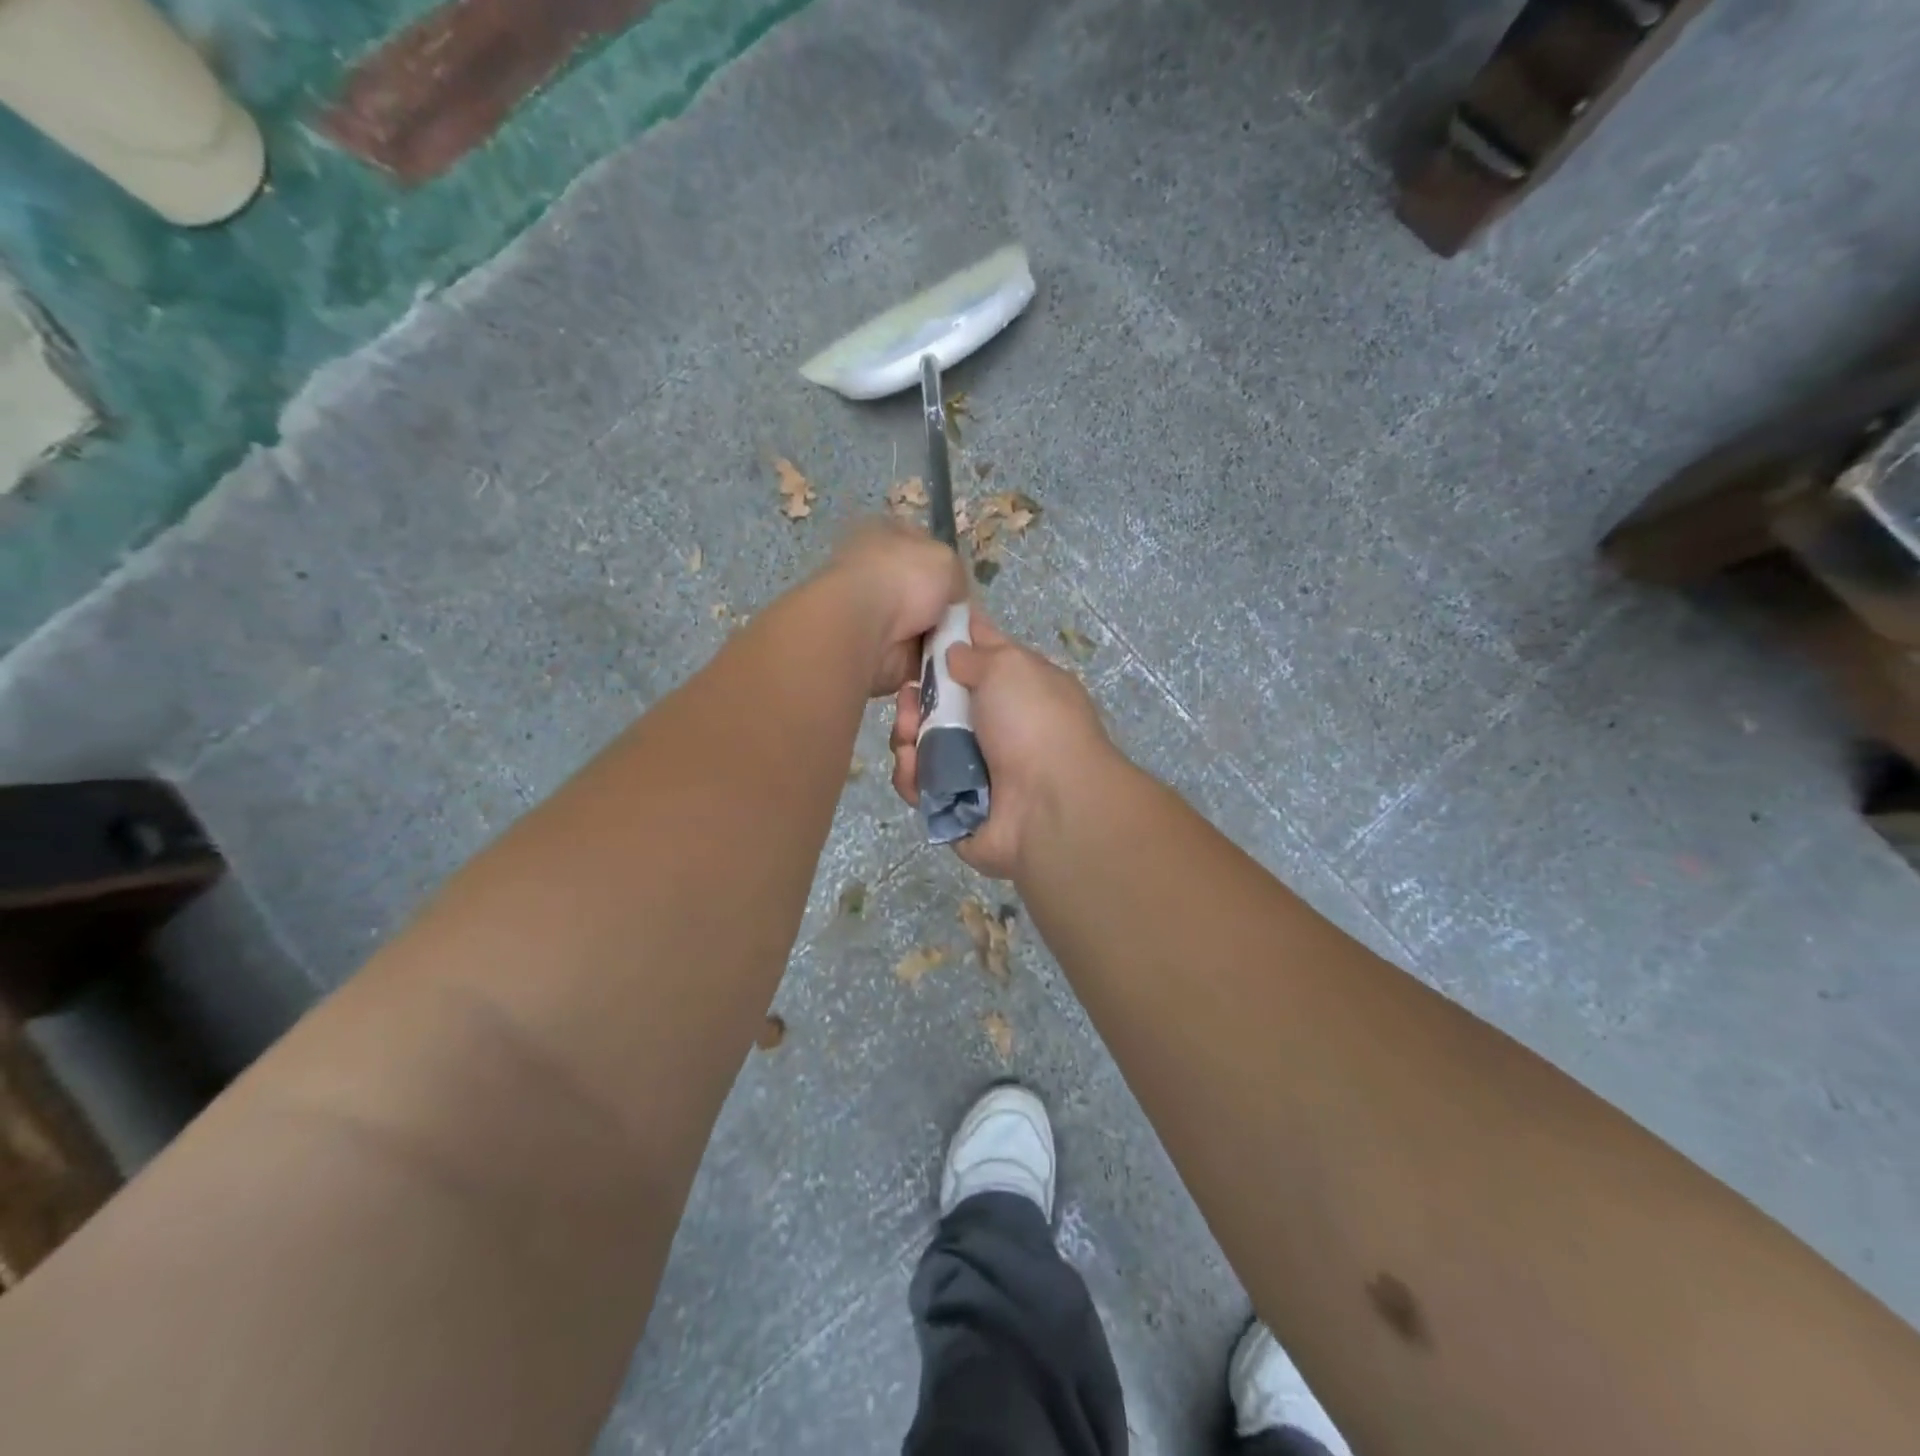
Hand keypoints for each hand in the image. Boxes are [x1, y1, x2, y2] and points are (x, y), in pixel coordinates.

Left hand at [817, 519, 969, 695]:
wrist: (865, 628)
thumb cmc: (902, 579)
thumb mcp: (946, 559)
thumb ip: (956, 575)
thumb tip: (954, 598)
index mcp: (884, 537)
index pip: (924, 550)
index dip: (948, 570)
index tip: (966, 591)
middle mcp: (875, 574)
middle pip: (925, 595)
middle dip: (947, 612)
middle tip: (971, 625)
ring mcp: (872, 615)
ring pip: (923, 630)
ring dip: (942, 640)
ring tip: (960, 646)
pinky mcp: (875, 651)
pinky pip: (916, 658)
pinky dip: (931, 663)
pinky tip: (945, 663)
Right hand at [889, 613, 1113, 877]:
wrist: (1050, 805)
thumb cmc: (1034, 723)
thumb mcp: (1010, 666)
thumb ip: (977, 653)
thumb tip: (955, 652)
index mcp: (1020, 691)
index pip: (980, 660)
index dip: (949, 646)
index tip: (917, 639)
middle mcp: (999, 730)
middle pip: (941, 706)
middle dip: (917, 697)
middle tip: (908, 697)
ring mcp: (976, 771)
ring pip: (924, 745)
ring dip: (907, 735)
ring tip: (906, 736)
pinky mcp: (955, 807)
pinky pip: (920, 786)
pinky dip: (911, 776)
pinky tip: (911, 766)